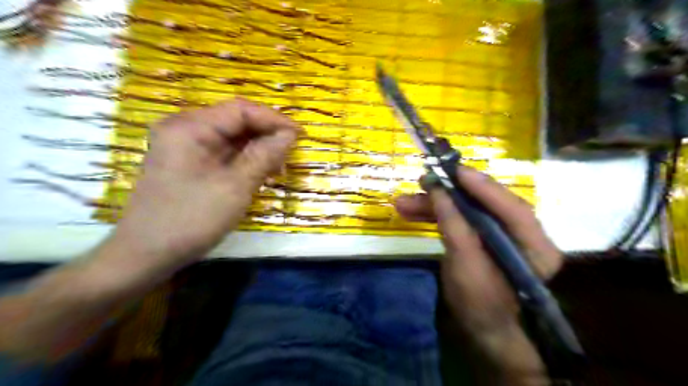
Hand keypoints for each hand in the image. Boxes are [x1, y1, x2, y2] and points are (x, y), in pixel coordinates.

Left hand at [97, 98, 298, 274]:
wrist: (146, 254)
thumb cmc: (191, 219)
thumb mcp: (235, 187)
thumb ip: (264, 156)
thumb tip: (290, 135)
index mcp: (191, 127)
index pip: (241, 110)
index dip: (273, 120)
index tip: (300, 136)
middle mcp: (185, 129)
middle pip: (236, 121)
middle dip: (266, 135)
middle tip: (290, 154)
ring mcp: (185, 146)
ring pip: (231, 138)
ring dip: (258, 149)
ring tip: (278, 167)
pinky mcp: (188, 163)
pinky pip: (223, 153)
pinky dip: (245, 160)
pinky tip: (260, 173)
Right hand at [395, 167, 561, 383]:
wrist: (482, 335)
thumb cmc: (480, 307)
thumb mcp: (465, 267)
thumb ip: (454, 226)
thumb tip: (439, 190)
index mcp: (535, 245)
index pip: (511, 206)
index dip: (482, 186)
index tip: (454, 169)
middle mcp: (521, 235)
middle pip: (485, 205)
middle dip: (449, 194)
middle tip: (422, 181)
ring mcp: (499, 237)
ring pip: (467, 212)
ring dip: (435, 206)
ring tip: (403, 203)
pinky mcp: (481, 240)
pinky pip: (459, 222)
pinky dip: (437, 217)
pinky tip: (414, 214)